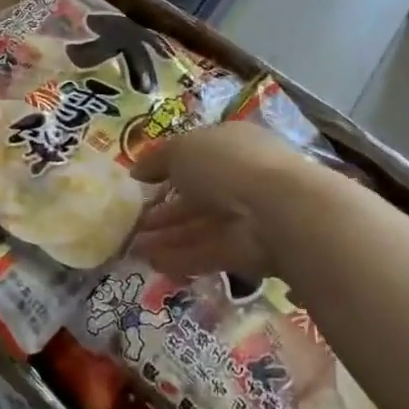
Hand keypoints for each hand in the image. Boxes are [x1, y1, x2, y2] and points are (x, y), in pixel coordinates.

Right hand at [129, 122, 308, 276]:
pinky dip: (180, 258)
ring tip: (132, 246)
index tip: (139, 184)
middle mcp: (240, 177)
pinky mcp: (246, 251)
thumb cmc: (226, 164)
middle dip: (164, 209)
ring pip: (199, 226)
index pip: (196, 156)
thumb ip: (157, 160)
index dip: (167, 168)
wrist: (277, 210)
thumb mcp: (181, 149)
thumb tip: (137, 172)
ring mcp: (245, 216)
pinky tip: (152, 263)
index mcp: (231, 144)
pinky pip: (207, 253)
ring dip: (167, 236)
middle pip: (196, 195)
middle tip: (131, 221)